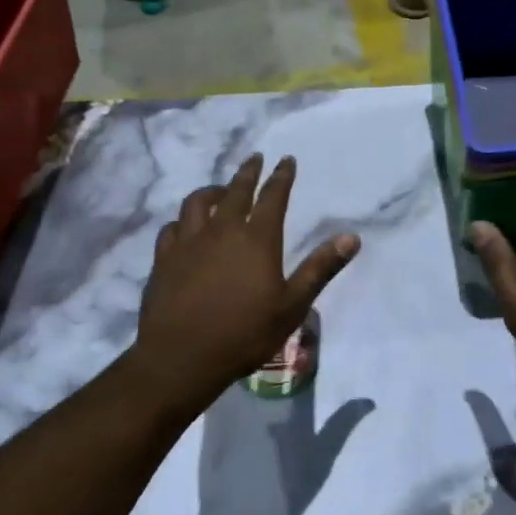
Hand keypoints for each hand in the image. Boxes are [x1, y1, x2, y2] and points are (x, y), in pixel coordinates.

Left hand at [132, 154, 360, 403]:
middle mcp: (222, 230)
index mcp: (257, 239)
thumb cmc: (245, 333)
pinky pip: (172, 228)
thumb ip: (320, 268)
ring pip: (198, 202)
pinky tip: (184, 227)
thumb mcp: (292, 305)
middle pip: (235, 190)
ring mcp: (188, 242)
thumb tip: (352, 238)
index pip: (273, 196)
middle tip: (255, 159)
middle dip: (248, 172)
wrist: (183, 355)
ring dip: (212, 191)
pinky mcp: (164, 258)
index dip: (281, 176)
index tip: (286, 160)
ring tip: (220, 191)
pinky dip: (183, 221)